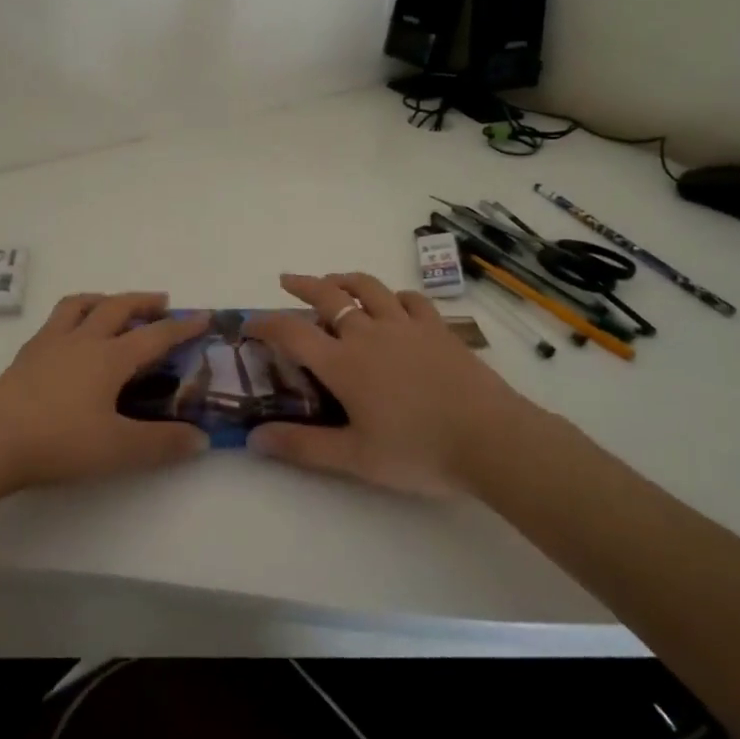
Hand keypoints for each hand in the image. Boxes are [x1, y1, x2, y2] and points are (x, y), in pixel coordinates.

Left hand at [0, 293, 211, 495]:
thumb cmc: (59, 442)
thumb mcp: (118, 449)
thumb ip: (162, 444)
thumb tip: (201, 439)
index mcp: (110, 358)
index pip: (155, 335)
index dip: (182, 326)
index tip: (203, 316)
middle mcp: (82, 340)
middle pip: (118, 307)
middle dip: (144, 302)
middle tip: (162, 302)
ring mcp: (50, 344)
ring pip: (80, 305)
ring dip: (104, 299)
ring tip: (113, 305)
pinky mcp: (26, 355)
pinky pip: (55, 321)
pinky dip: (73, 316)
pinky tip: (70, 336)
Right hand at [245, 272, 545, 496]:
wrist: (491, 439)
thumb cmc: (418, 451)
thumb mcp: (354, 458)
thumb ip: (302, 446)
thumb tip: (253, 439)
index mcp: (343, 362)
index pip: (291, 333)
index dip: (265, 324)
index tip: (248, 324)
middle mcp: (369, 334)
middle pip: (328, 297)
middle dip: (303, 286)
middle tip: (286, 281)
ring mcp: (406, 326)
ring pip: (369, 288)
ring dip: (345, 280)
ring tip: (334, 281)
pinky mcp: (438, 329)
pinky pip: (411, 300)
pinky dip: (394, 296)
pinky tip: (393, 303)